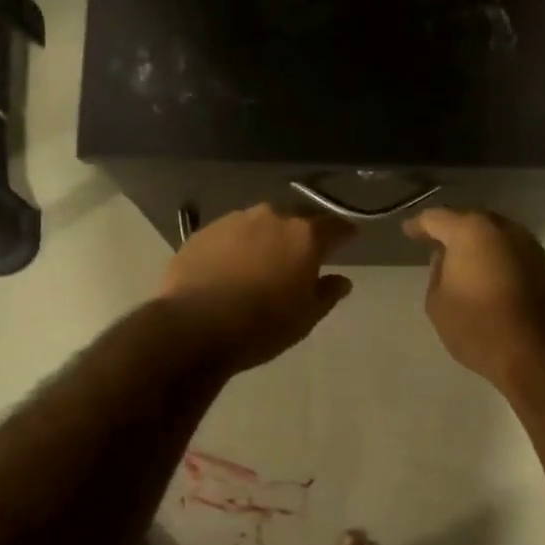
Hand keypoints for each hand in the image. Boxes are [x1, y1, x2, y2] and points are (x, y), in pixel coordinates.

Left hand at [160, 205, 355, 370]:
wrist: (194, 326)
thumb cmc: (262, 325)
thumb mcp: (305, 317)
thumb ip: (327, 293)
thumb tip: (342, 280)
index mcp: (304, 236)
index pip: (334, 226)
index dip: (344, 233)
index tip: (349, 238)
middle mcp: (271, 218)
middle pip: (295, 219)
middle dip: (303, 233)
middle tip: (303, 253)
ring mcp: (233, 221)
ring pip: (259, 224)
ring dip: (267, 237)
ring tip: (264, 260)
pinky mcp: (203, 233)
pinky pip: (230, 234)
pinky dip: (237, 246)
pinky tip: (231, 267)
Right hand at [404, 208, 544, 390]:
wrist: (536, 355)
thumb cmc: (478, 327)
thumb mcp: (437, 303)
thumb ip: (436, 273)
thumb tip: (445, 258)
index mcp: (471, 231)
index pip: (437, 218)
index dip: (419, 224)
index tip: (408, 231)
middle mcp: (503, 229)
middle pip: (470, 220)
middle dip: (451, 229)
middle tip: (434, 242)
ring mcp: (528, 245)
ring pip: (494, 234)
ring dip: (476, 243)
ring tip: (460, 258)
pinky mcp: (544, 265)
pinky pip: (510, 251)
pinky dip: (495, 256)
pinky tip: (486, 272)